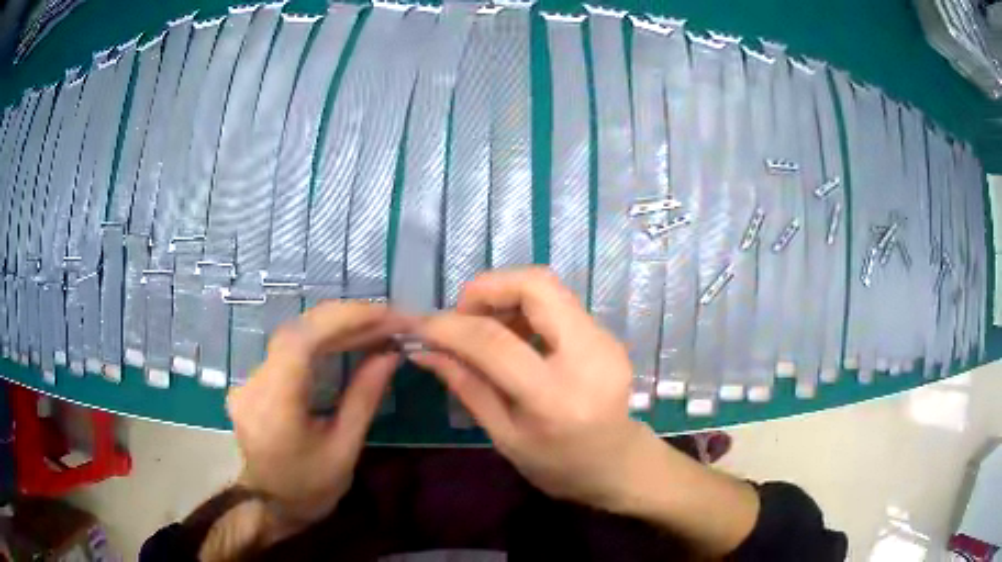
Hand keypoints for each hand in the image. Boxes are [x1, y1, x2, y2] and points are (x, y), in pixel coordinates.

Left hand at [226, 302, 407, 535]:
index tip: (386, 316)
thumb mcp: (345, 449)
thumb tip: (390, 354)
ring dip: (334, 327)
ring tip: (375, 327)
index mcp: (275, 406)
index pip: (301, 341)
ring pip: (292, 337)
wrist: (270, 505)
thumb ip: (364, 398)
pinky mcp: (253, 381)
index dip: (343, 319)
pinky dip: (320, 340)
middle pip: (297, 332)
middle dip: (345, 319)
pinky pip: (288, 350)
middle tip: (389, 320)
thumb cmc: (311, 488)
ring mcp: (249, 380)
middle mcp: (254, 384)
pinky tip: (345, 341)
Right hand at [411, 268, 654, 509]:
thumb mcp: (504, 436)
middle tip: (462, 316)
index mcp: (556, 397)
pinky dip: (526, 308)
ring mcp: (605, 340)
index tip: (421, 325)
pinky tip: (514, 337)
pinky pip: (559, 303)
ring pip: (548, 287)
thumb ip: (467, 386)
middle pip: (536, 285)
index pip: (494, 341)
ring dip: (506, 296)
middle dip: (487, 288)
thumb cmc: (558, 465)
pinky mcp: (607, 334)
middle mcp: (589, 356)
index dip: (449, 326)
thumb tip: (425, 350)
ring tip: (485, 329)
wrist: (617, 465)